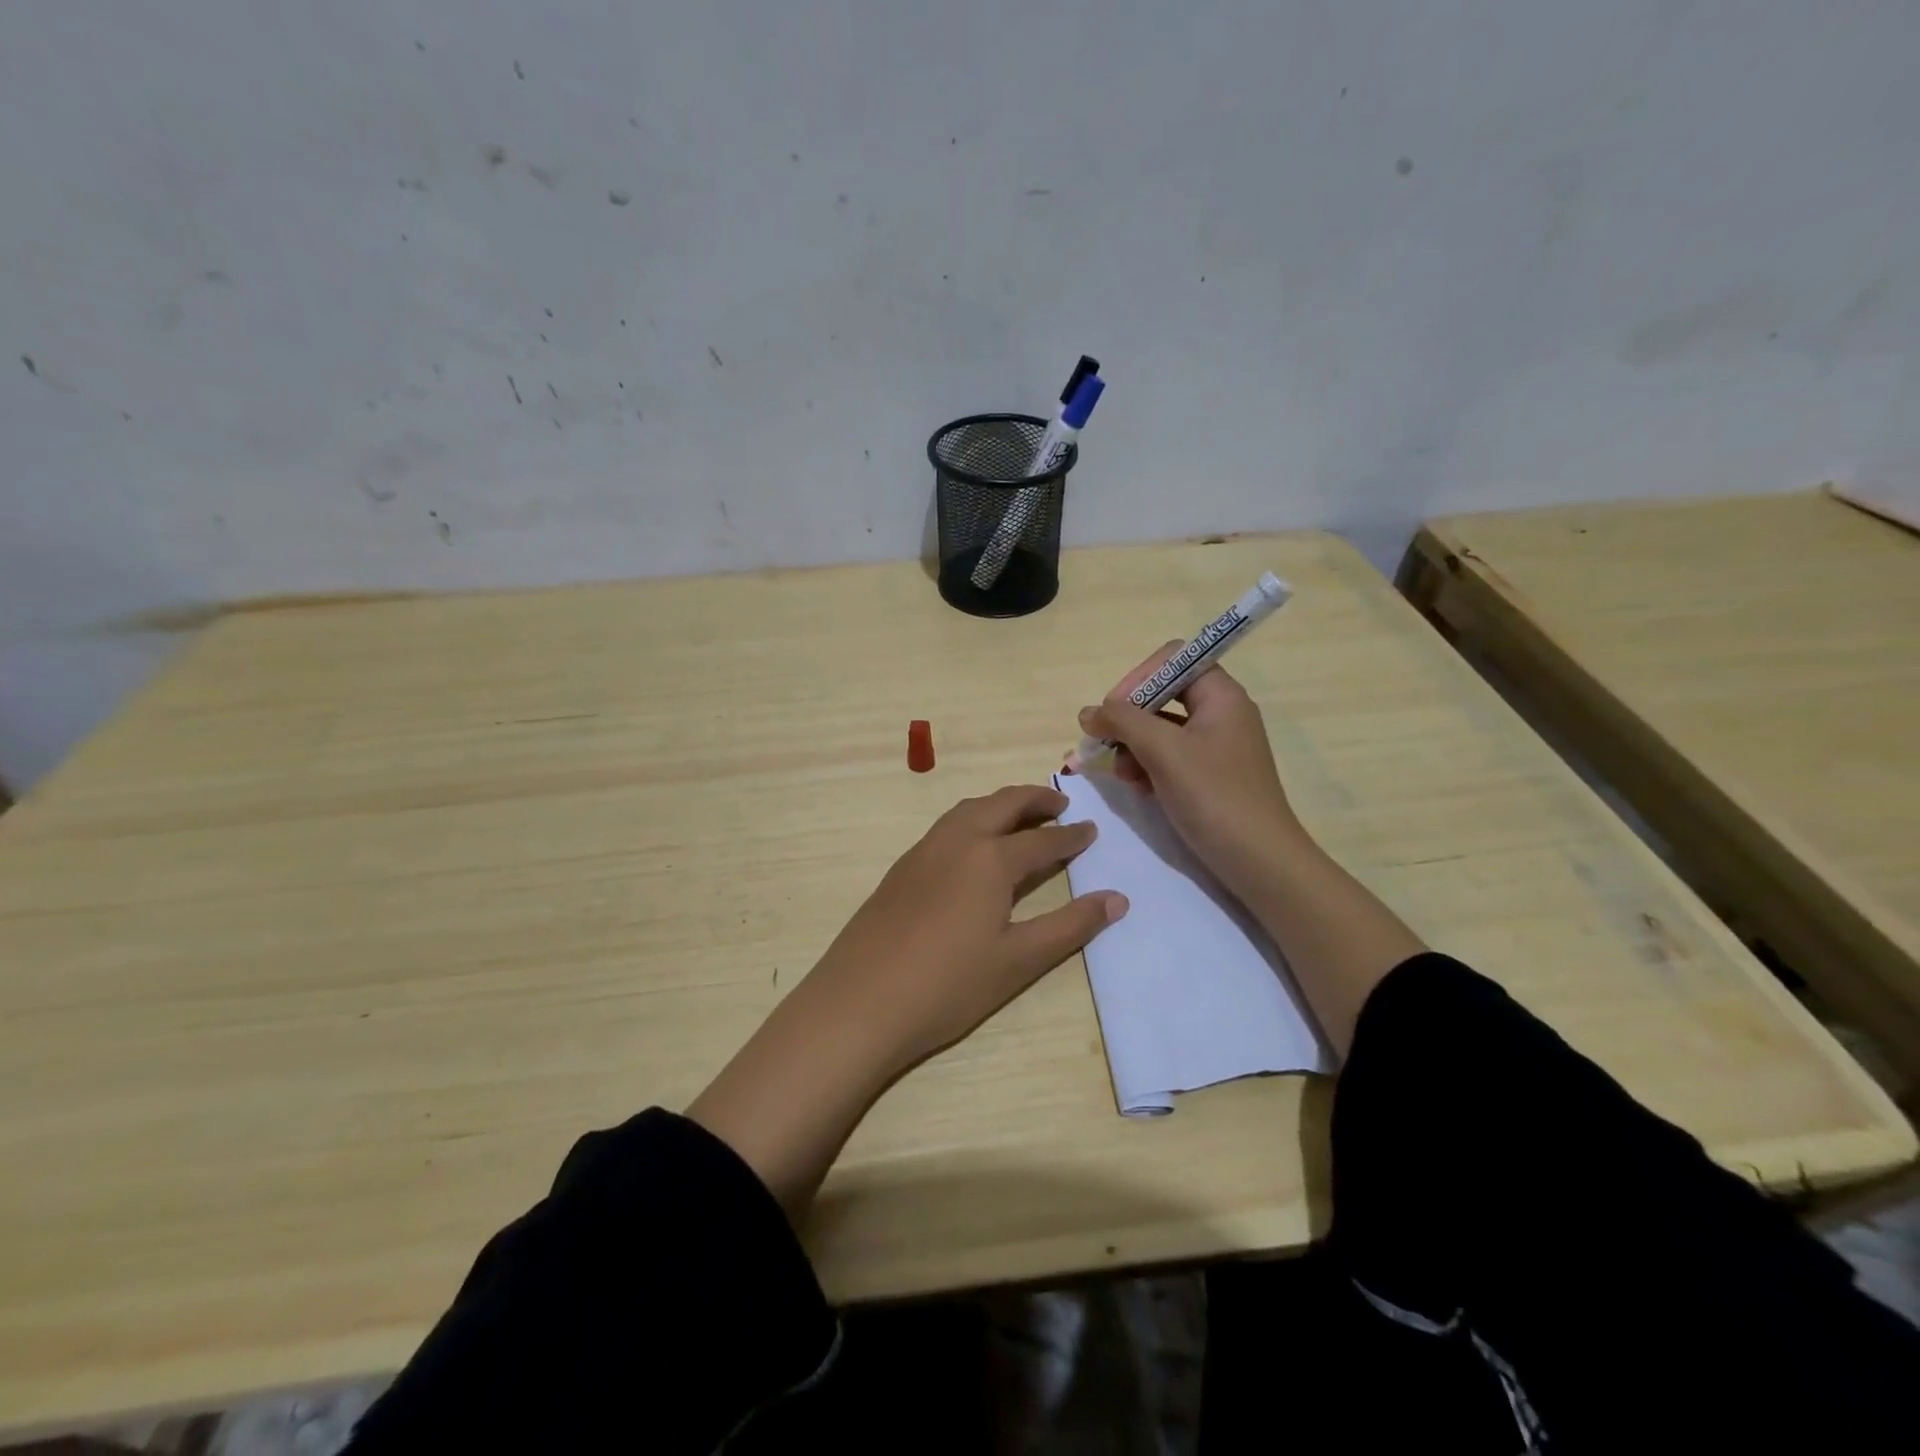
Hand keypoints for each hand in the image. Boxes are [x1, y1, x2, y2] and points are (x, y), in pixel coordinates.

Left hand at [806, 783, 1127, 1075]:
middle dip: (1035, 799)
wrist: (861, 1002)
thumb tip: (1118, 899)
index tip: (1091, 830)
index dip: (1071, 836)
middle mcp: (957, 841)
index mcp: (991, 859)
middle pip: (1002, 805)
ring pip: (968, 810)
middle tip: (1060, 804)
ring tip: (1020, 817)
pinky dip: (971, 820)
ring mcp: (923, 851)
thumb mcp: (1019, 960)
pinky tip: (973, 846)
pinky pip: (946, 826)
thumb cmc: (949, 986)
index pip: (1042, 839)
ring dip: (1000, 805)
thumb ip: (1071, 926)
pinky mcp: (901, 868)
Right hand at [1078, 647, 1304, 902]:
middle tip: (1105, 746)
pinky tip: (1138, 788)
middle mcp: (1220, 713)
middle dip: (1129, 720)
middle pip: (1161, 695)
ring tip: (1123, 775)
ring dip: (1132, 747)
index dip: (1138, 678)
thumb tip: (1088, 712)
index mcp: (1220, 695)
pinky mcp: (1208, 775)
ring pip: (1160, 729)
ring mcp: (1215, 746)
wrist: (1259, 861)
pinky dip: (1147, 766)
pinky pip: (1168, 756)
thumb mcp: (1163, 751)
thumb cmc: (1214, 796)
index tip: (1112, 711)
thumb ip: (1122, 722)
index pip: (1171, 660)